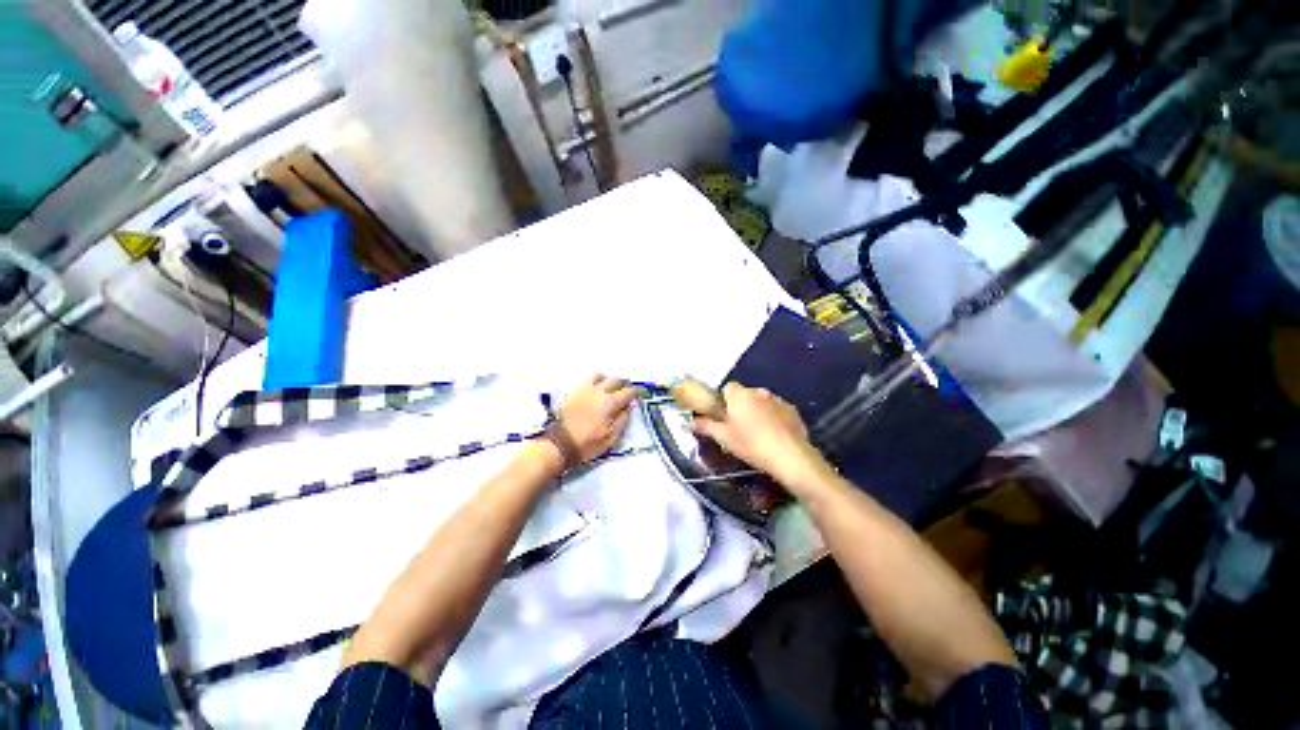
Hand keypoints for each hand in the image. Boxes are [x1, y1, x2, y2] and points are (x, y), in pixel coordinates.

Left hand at [556, 375, 636, 462]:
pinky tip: (595, 392)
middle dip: (622, 386)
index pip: (628, 392)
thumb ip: (623, 420)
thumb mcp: (612, 437)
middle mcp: (599, 391)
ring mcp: (585, 390)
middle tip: (623, 395)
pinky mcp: (574, 392)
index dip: (634, 394)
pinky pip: (587, 380)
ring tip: (608, 390)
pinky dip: (594, 383)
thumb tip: (628, 408)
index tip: (636, 397)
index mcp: (610, 402)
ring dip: (607, 381)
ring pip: (600, 376)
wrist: (560, 444)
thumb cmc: (588, 443)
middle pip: (615, 380)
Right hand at [687, 383, 834, 494]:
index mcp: (739, 395)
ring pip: (761, 401)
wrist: (790, 457)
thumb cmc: (751, 445)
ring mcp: (777, 399)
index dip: (724, 401)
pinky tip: (774, 435)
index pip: (727, 388)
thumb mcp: (724, 437)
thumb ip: (704, 426)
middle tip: (739, 428)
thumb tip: (686, 422)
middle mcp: (758, 391)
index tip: (724, 417)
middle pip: (744, 394)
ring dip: (757, 411)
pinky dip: (773, 417)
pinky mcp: (792, 410)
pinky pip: (777, 409)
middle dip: (740, 406)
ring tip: (758, 433)